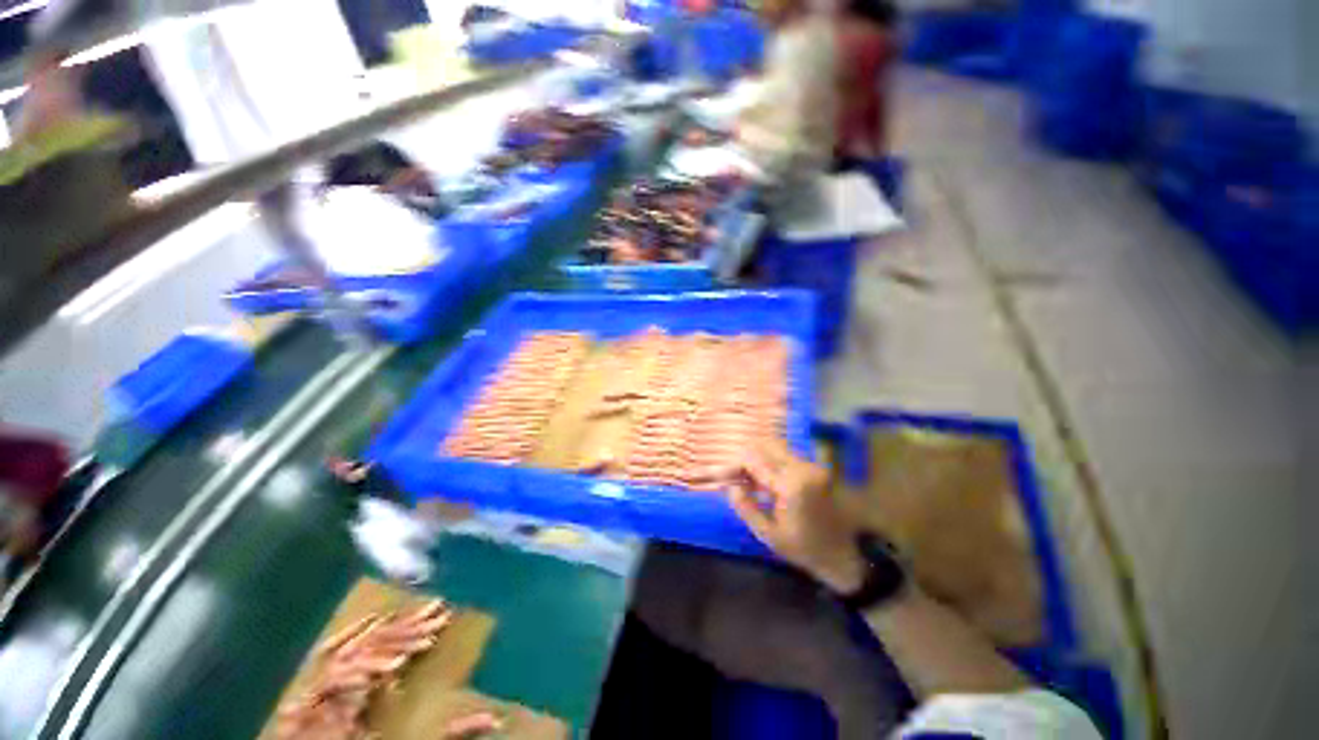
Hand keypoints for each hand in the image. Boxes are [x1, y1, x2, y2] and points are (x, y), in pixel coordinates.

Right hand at [700, 440, 866, 593]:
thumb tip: (729, 487)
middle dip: (743, 458)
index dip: (732, 465)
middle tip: (733, 478)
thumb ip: (745, 508)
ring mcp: (811, 465)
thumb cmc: (805, 549)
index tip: (719, 477)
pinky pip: (784, 455)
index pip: (753, 459)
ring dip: (756, 458)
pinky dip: (768, 462)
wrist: (846, 555)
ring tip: (746, 481)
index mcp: (791, 484)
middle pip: (763, 444)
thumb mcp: (769, 535)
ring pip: (773, 446)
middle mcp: (802, 467)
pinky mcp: (814, 467)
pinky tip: (763, 482)